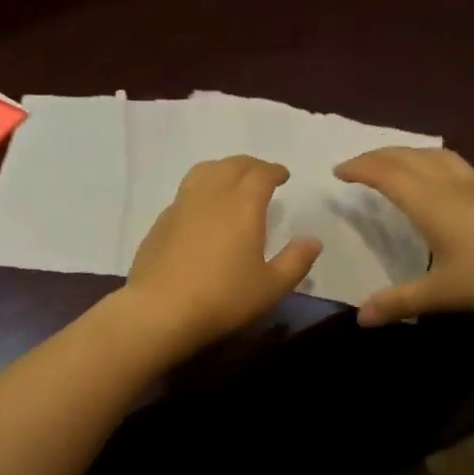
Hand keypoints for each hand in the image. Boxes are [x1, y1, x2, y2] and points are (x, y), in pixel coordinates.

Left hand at [122, 156, 321, 355]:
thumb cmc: (223, 297)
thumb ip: (296, 261)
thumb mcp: (271, 287)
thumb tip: (313, 240)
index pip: (261, 173)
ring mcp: (181, 205)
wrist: (160, 309)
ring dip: (222, 169)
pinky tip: (203, 210)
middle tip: (261, 175)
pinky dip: (201, 190)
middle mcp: (211, 195)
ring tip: (231, 182)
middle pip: (232, 165)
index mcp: (243, 204)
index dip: (274, 171)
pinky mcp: (161, 221)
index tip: (283, 176)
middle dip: (250, 165)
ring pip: (204, 171)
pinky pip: (185, 193)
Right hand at [334, 148, 473, 325]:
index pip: (386, 174)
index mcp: (430, 202)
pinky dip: (431, 162)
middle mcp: (449, 185)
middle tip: (357, 165)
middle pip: (407, 157)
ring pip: (433, 155)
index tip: (338, 172)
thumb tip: (361, 318)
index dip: (359, 168)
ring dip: (406, 154)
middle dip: (378, 156)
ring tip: (393, 163)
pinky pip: (453, 164)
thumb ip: (400, 302)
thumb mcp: (443, 293)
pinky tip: (439, 180)